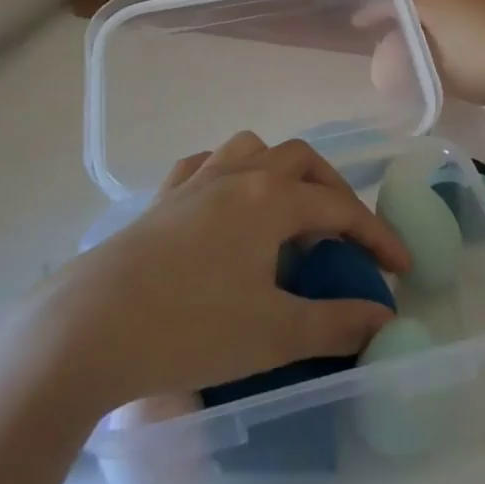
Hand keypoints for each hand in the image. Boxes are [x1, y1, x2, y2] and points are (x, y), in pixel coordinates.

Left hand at [34, 133, 407, 412]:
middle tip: (346, 236)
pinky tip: (226, 202)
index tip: (400, 270)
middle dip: (334, 193)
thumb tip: (384, 317)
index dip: (376, 236)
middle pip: (300, 161)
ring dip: (281, 172)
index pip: (340, 209)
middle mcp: (236, 176)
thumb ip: (338, 323)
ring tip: (288, 212)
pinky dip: (228, 174)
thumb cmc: (188, 329)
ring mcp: (193, 183)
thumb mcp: (274, 334)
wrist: (84, 332)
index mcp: (270, 200)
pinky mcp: (159, 200)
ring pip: (251, 149)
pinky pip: (204, 166)